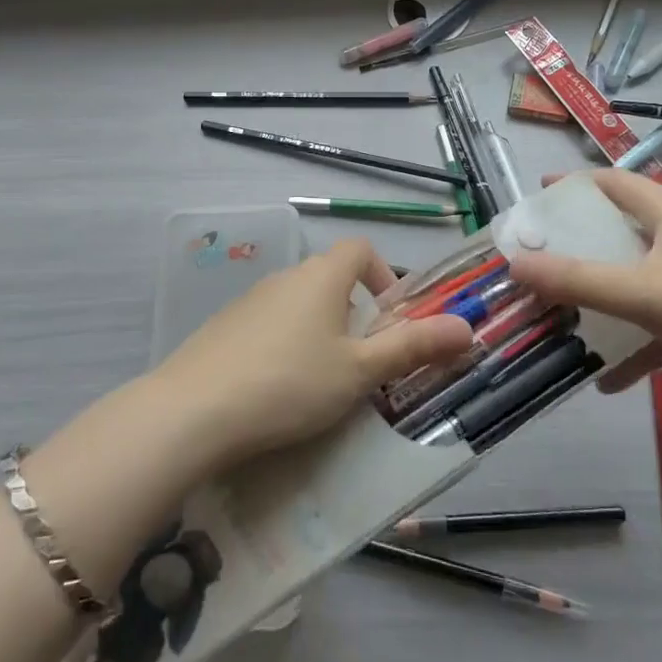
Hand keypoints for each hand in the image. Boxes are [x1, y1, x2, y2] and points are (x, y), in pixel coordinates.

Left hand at [154, 240, 472, 469]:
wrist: (193, 412)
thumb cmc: (290, 383)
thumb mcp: (360, 370)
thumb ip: (413, 347)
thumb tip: (468, 328)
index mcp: (321, 275)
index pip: (360, 249)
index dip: (383, 275)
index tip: (389, 319)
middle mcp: (285, 276)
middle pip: (330, 278)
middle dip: (353, 313)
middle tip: (362, 363)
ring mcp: (248, 300)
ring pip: (298, 304)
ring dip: (318, 331)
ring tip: (321, 383)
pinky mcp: (222, 327)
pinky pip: (267, 326)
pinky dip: (283, 345)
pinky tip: (276, 390)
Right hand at [507, 168, 661, 399]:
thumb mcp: (640, 292)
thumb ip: (576, 280)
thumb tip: (515, 265)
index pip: (611, 181)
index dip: (572, 185)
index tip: (536, 199)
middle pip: (618, 229)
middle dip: (577, 244)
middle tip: (539, 259)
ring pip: (634, 277)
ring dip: (600, 294)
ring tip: (561, 311)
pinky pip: (654, 321)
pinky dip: (631, 342)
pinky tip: (605, 378)